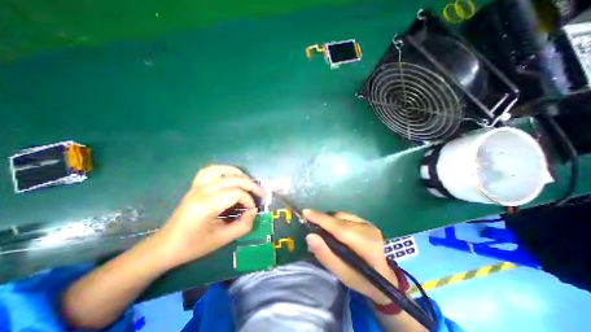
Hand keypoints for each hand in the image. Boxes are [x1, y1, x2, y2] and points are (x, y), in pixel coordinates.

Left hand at [151, 165, 262, 270]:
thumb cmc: (193, 246)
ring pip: (222, 170)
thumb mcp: (222, 240)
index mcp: (206, 205)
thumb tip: (253, 211)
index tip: (252, 210)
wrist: (165, 246)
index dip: (249, 200)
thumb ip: (243, 225)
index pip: (236, 193)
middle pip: (233, 179)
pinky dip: (224, 171)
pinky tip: (231, 177)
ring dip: (238, 174)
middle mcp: (201, 191)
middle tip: (261, 193)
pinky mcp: (195, 186)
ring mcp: (197, 186)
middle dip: (250, 185)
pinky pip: (210, 171)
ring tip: (248, 183)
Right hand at [304, 209, 396, 304]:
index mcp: (366, 245)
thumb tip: (310, 236)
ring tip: (325, 232)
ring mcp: (369, 224)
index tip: (305, 212)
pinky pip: (346, 216)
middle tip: (311, 227)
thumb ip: (325, 255)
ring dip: (330, 221)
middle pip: (339, 220)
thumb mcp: (342, 274)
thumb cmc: (363, 280)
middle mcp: (369, 229)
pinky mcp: (367, 222)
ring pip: (342, 216)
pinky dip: (337, 221)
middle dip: (323, 220)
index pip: (339, 228)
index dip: (321, 219)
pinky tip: (336, 231)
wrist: (386, 278)